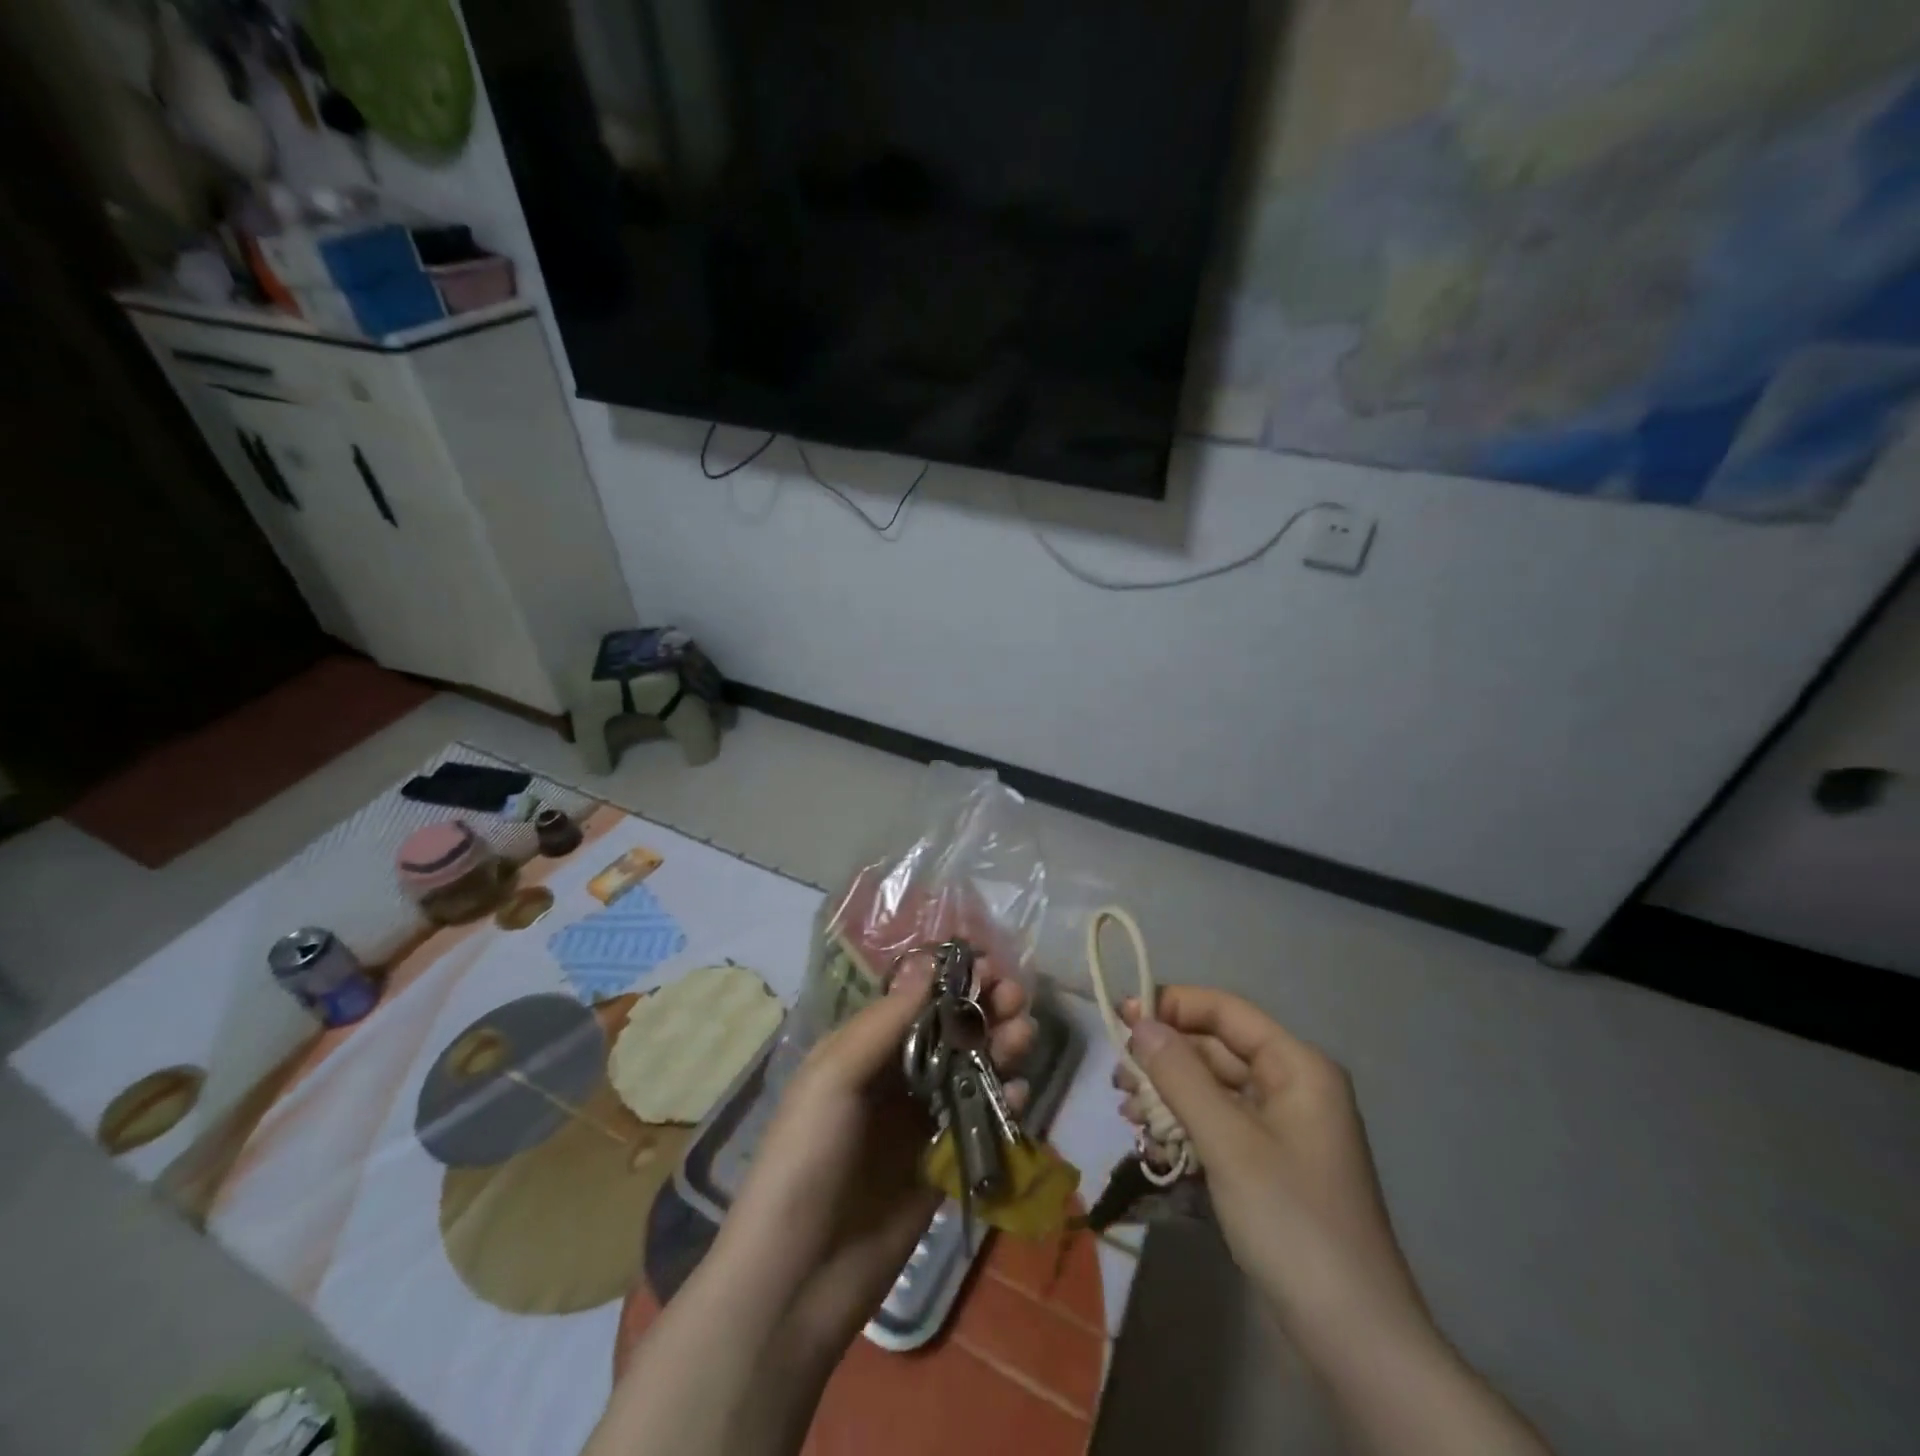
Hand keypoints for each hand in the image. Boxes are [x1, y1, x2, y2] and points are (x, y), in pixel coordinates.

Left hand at [588, 961, 1037, 1455]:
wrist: (796, 1280)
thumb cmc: (805, 1160)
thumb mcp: (833, 1078)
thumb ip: (885, 1023)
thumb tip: (930, 964)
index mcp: (861, 1049)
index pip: (915, 1000)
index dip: (952, 980)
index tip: (988, 963)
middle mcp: (892, 1077)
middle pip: (949, 1030)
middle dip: (983, 1008)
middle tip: (1014, 997)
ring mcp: (918, 1122)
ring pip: (969, 1070)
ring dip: (1000, 1046)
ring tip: (1024, 1034)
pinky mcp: (940, 1165)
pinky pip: (978, 1121)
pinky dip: (1002, 1102)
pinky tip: (1018, 1094)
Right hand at [1116, 987, 1422, 1341]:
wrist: (1352, 1338)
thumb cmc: (1291, 1222)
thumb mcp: (1228, 1142)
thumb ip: (1179, 1075)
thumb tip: (1139, 1021)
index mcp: (1297, 1066)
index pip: (1225, 1011)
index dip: (1172, 1005)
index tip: (1119, 1016)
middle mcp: (1291, 1086)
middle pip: (1215, 1049)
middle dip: (1164, 1059)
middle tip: (1118, 1081)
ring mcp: (1281, 1129)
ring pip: (1211, 1089)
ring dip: (1167, 1096)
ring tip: (1129, 1116)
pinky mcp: (1268, 1165)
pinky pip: (1218, 1126)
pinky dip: (1184, 1128)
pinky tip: (1153, 1145)